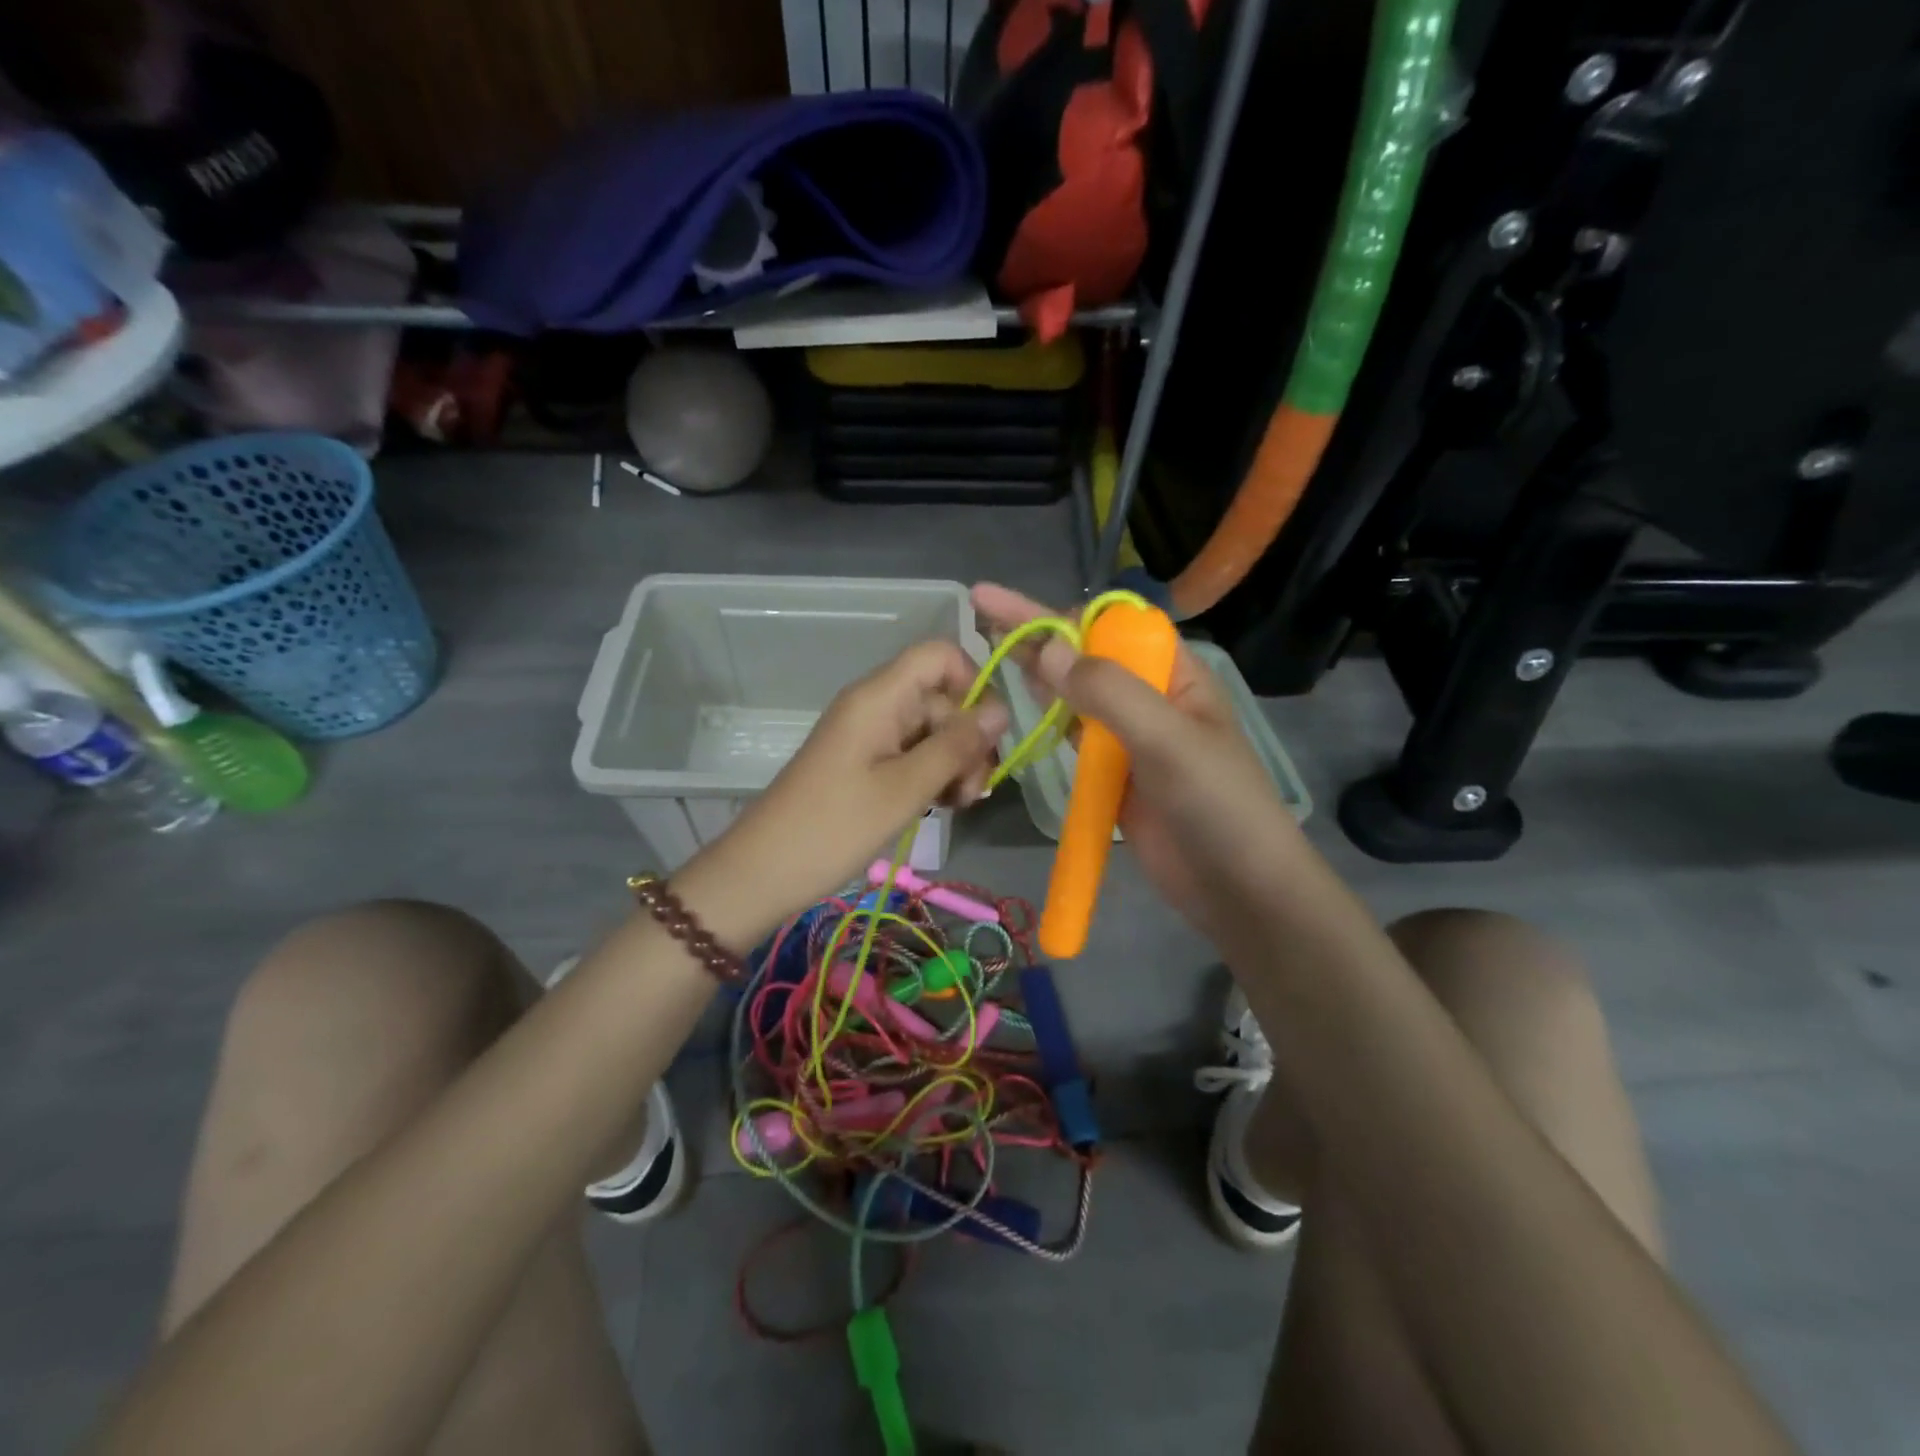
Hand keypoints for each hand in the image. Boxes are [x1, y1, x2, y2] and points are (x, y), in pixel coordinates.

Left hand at [691, 640, 1008, 940]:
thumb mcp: (905, 789)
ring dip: (954, 764)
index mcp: (880, 696)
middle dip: (968, 740)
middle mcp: (876, 705)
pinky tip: (940, 806)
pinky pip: (913, 754)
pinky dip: (932, 776)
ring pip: (932, 731)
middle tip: (972, 794)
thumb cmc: (834, 828)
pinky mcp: (866, 763)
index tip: (987, 734)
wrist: (763, 871)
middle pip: (942, 698)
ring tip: (957, 805)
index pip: (940, 655)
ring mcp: (870, 735)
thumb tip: (1002, 709)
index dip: (972, 682)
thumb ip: (956, 746)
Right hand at [971, 583, 1300, 940]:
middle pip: (1087, 655)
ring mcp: (1129, 737)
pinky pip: (1074, 735)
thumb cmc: (1216, 804)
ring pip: (1076, 694)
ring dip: (1038, 669)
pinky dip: (1048, 717)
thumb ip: (1109, 693)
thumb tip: (1045, 650)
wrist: (1237, 888)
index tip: (1010, 611)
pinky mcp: (1113, 773)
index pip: (1113, 628)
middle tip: (983, 609)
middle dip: (1039, 632)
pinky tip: (1022, 702)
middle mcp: (1150, 696)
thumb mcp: (1168, 740)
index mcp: (1174, 675)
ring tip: (991, 644)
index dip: (1063, 617)